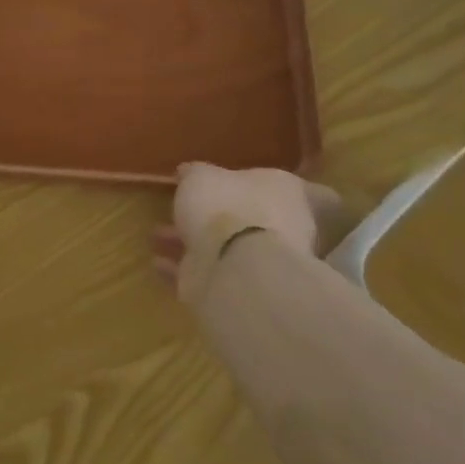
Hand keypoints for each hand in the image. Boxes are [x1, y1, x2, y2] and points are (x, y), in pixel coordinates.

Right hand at [150, 164, 342, 306]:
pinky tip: (159, 262)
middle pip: (257, 219)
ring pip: (227, 247)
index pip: (305, 191)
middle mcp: (284, 227)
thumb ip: (196, 174)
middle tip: (189, 210)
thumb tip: (190, 172)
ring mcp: (264, 262)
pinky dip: (183, 269)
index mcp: (285, 193)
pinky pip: (208, 274)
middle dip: (221, 216)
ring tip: (159, 235)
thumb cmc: (226, 206)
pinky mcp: (241, 290)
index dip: (281, 190)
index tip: (251, 188)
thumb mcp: (200, 176)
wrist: (235, 268)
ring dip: (194, 242)